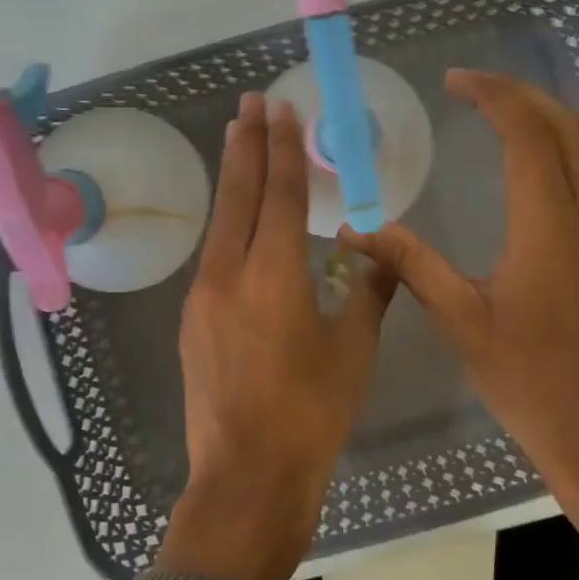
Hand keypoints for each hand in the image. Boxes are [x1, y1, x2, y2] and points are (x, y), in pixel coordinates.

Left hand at [158, 92, 397, 579]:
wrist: (247, 476)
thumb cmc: (312, 412)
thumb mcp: (355, 349)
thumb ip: (370, 292)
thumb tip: (385, 253)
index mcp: (273, 274)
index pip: (279, 193)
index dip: (281, 148)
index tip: (278, 108)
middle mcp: (229, 273)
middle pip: (237, 194)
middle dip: (245, 144)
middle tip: (249, 103)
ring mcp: (203, 297)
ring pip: (220, 223)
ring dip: (232, 181)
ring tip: (239, 144)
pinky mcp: (193, 322)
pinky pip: (213, 256)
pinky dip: (228, 225)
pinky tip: (237, 225)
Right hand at [342, 70, 578, 579]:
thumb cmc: (527, 378)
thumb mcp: (461, 319)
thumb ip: (412, 262)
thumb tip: (358, 228)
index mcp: (550, 224)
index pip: (527, 132)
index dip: (492, 95)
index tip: (454, 81)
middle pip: (568, 125)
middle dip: (522, 94)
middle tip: (474, 89)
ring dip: (545, 118)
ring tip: (497, 114)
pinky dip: (563, 149)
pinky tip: (530, 166)